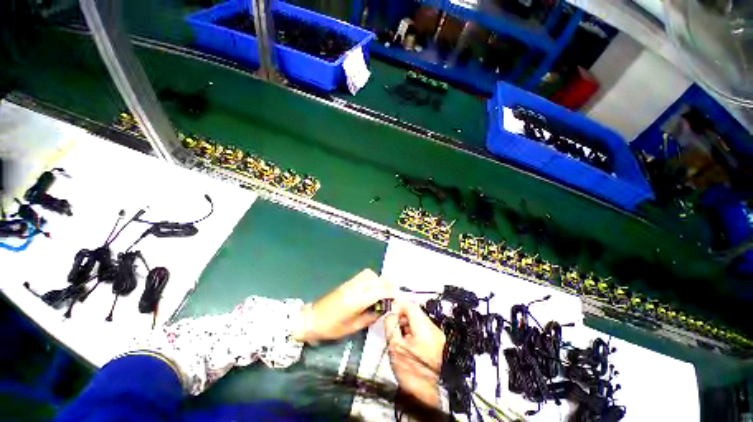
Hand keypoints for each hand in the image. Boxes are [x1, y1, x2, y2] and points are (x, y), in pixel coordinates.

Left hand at [294, 269, 394, 343]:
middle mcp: (354, 288)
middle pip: (375, 279)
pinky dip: (371, 279)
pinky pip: (363, 275)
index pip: (378, 291)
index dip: (389, 292)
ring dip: (379, 280)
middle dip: (387, 285)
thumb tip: (382, 311)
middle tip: (392, 294)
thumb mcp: (352, 327)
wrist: (312, 318)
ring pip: (369, 274)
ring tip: (382, 291)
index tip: (397, 297)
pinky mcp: (347, 282)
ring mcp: (350, 283)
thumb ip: (369, 318)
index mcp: (356, 301)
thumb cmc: (331, 327)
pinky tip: (372, 288)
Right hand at [384, 301, 445, 407]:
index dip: (398, 306)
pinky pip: (423, 329)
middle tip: (394, 328)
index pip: (411, 305)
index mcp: (425, 329)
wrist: (425, 394)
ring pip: (418, 320)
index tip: (390, 312)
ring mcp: (437, 336)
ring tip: (400, 338)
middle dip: (402, 317)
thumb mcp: (394, 346)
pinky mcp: (437, 342)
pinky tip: (408, 343)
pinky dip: (413, 332)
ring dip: (407, 325)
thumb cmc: (411, 373)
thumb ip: (390, 324)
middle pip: (415, 312)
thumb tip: (390, 312)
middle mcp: (434, 330)